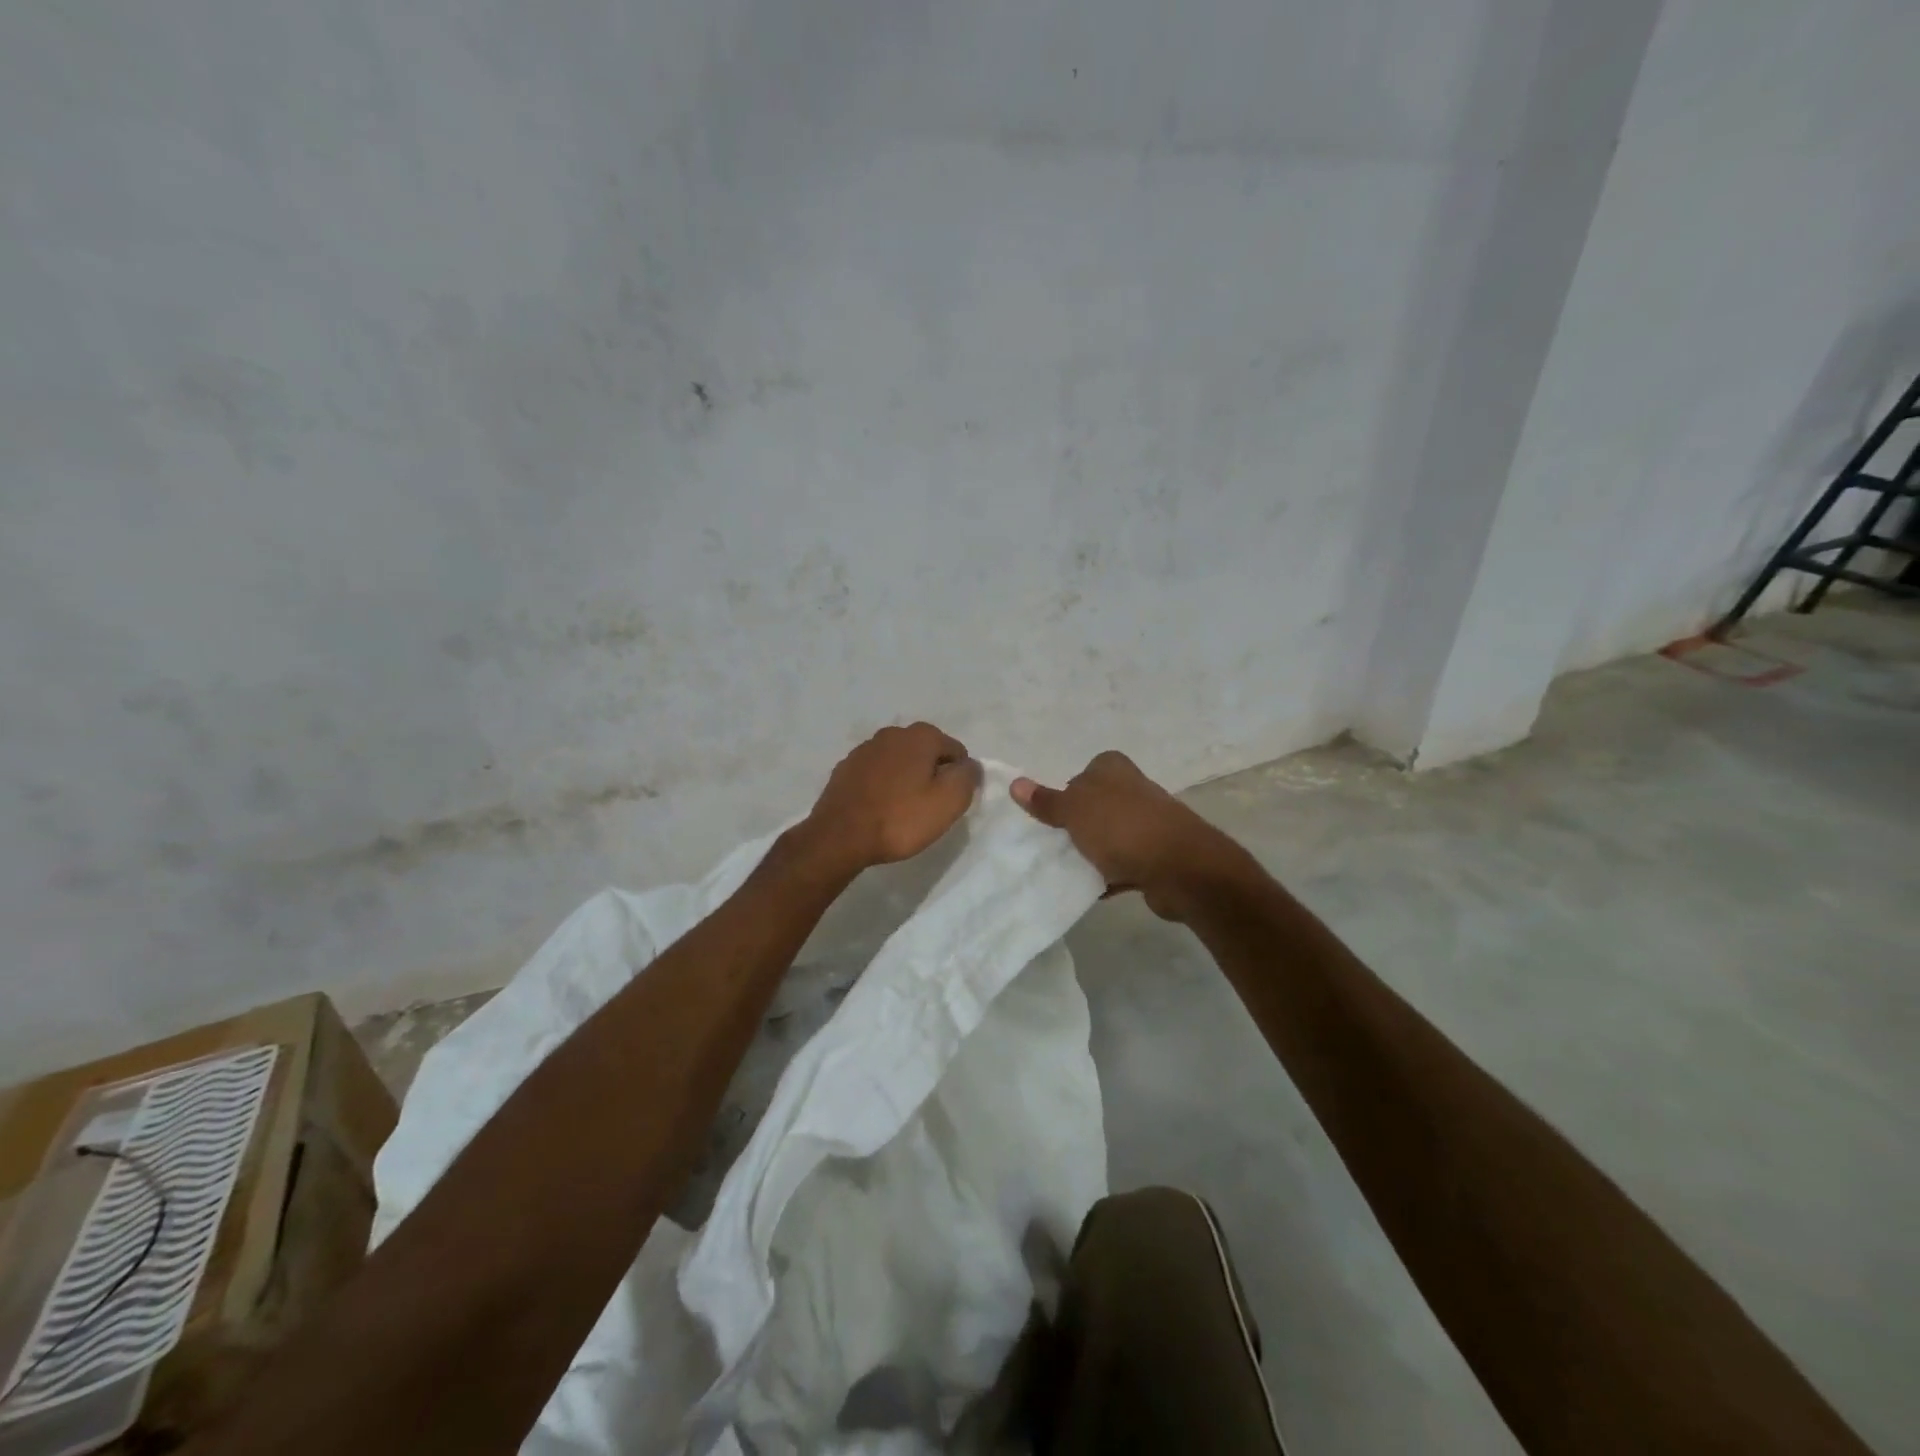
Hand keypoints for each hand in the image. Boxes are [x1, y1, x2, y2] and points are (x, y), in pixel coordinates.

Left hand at [797, 722, 979, 874]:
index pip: (956, 751)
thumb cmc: (900, 819)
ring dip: (906, 779)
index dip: (958, 777)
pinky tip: (880, 808)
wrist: (839, 837)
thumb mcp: (948, 802)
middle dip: (932, 775)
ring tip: (903, 810)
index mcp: (921, 736)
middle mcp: (892, 733)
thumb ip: (967, 777)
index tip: (948, 802)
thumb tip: (970, 765)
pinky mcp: (846, 768)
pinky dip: (883, 785)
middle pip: (926, 753)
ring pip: (900, 761)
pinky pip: (876, 773)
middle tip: (928, 808)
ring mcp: (865, 749)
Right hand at [1011, 751, 1233, 920]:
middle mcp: (1133, 789)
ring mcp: (1148, 822)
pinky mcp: (1157, 855)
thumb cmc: (1121, 828)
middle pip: (1095, 805)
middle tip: (1051, 844)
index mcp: (1113, 768)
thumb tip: (1015, 783)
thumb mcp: (1074, 811)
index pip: (1083, 772)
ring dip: (1092, 852)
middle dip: (1076, 825)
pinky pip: (1124, 864)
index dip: (1065, 793)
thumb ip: (1046, 800)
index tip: (1050, 816)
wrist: (1180, 869)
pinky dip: (1109, 875)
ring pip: (1109, 835)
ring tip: (1067, 869)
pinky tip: (1091, 889)